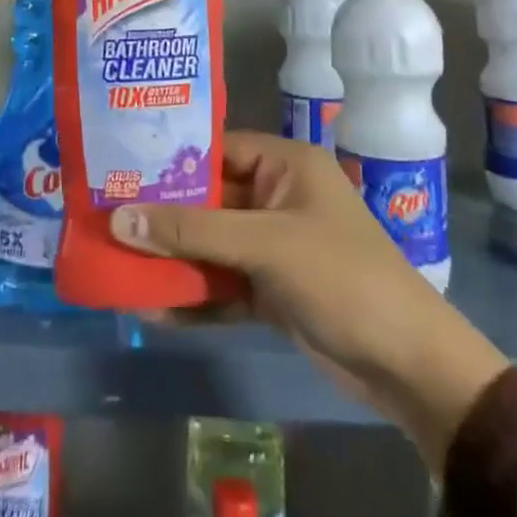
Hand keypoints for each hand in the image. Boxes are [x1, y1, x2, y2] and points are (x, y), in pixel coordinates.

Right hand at [109, 132, 510, 469]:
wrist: (409, 366)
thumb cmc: (341, 277)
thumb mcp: (264, 245)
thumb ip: (192, 231)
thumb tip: (119, 219)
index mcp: (285, 165)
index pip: (217, 149)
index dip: (170, 160)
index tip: (119, 170)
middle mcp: (278, 198)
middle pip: (209, 200)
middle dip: (163, 215)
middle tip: (107, 219)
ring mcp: (275, 246)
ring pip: (212, 244)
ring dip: (174, 258)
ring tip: (118, 264)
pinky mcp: (273, 290)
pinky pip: (223, 284)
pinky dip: (194, 295)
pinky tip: (153, 309)